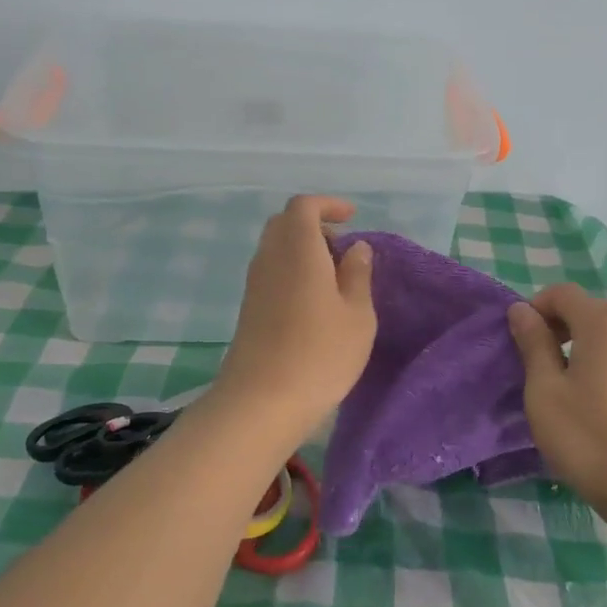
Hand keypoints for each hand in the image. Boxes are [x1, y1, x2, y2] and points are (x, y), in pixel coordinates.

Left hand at [208, 196, 376, 442]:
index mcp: (298, 248)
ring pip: (276, 248)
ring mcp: (254, 284)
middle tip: (344, 249)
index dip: (328, 205)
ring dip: (303, 250)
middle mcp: (270, 257)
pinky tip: (314, 302)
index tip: (352, 217)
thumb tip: (356, 248)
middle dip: (315, 226)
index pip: (303, 206)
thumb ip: (358, 274)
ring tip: (335, 279)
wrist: (262, 401)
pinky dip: (292, 270)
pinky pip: (271, 271)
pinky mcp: (249, 308)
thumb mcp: (357, 314)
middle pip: (285, 223)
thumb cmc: (320, 353)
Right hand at [507, 284, 606, 525]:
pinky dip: (606, 361)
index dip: (535, 308)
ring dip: (584, 343)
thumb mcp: (545, 391)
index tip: (519, 342)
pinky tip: (595, 401)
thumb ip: (533, 344)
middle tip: (539, 362)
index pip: (562, 293)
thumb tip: (521, 309)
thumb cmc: (591, 438)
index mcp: (603, 321)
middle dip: (560, 325)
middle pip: (590, 308)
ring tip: (566, 383)